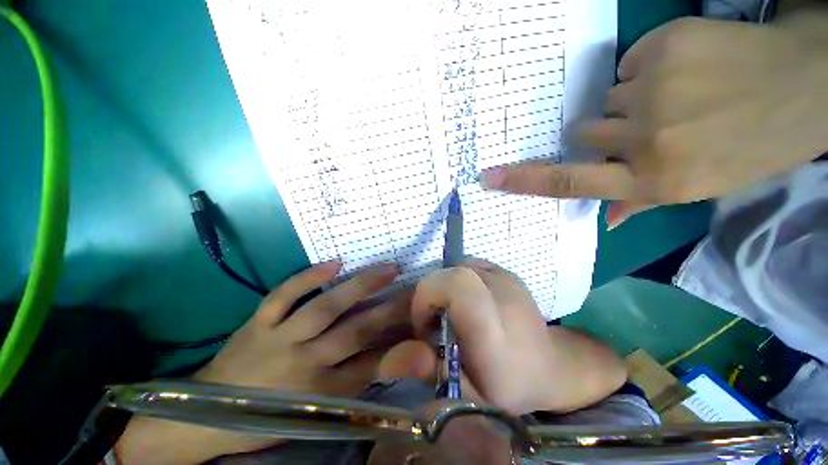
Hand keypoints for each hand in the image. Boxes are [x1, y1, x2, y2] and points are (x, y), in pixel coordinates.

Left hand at [117, 261, 409, 464]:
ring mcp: (280, 338)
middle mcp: (305, 362)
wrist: (205, 417)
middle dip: (392, 308)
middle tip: (415, 290)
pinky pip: (284, 295)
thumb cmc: (268, 419)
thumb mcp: (319, 413)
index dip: (401, 341)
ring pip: (326, 308)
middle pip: (357, 331)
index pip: (373, 362)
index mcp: (321, 392)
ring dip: (361, 286)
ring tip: (388, 268)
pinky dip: (308, 277)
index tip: (421, 319)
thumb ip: (356, 385)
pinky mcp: (258, 322)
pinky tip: (335, 262)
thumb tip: (391, 360)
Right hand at [378, 259, 625, 415]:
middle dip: (431, 294)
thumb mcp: (468, 397)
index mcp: (495, 331)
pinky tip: (469, 303)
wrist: (550, 366)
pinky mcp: (506, 271)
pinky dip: (458, 282)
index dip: (428, 296)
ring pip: (456, 268)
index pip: (456, 286)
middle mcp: (504, 294)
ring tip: (455, 313)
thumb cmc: (509, 387)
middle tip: (437, 321)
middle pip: (451, 274)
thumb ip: (432, 373)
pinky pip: (468, 266)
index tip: (426, 324)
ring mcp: (507, 277)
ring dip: (445, 289)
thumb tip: (396, 353)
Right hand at [480, 17, 827, 226]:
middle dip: (605, 130)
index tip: (490, 178)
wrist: (807, 84)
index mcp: (655, 179)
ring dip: (631, 100)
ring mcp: (654, 90)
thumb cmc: (757, 142)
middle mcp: (647, 140)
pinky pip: (630, 65)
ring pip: (608, 99)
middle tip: (648, 122)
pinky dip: (650, 68)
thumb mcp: (704, 186)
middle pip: (585, 132)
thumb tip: (605, 219)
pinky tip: (690, 67)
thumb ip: (644, 200)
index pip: (568, 182)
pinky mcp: (663, 47)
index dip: (524, 180)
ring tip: (679, 93)